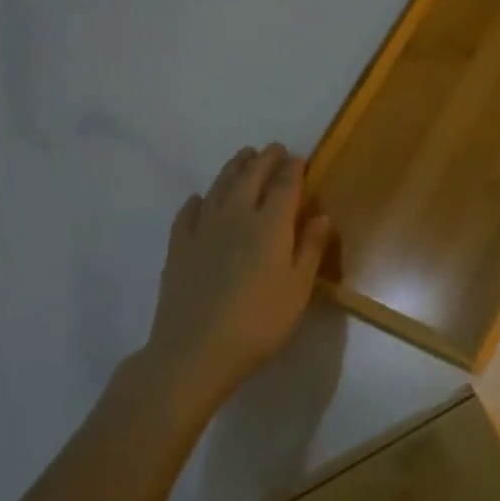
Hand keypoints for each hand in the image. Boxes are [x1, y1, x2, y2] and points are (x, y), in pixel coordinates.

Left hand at [143, 143, 330, 416]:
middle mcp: (236, 216)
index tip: (299, 159)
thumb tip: (320, 216)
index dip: (293, 170)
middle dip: (265, 160)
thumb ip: (310, 248)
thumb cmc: (260, 322)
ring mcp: (202, 229)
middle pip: (250, 177)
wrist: (196, 350)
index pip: (284, 186)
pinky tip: (202, 199)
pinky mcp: (178, 247)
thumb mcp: (298, 288)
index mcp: (270, 226)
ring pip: (220, 187)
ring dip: (234, 168)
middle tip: (275, 150)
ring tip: (244, 158)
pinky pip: (189, 212)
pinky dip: (199, 200)